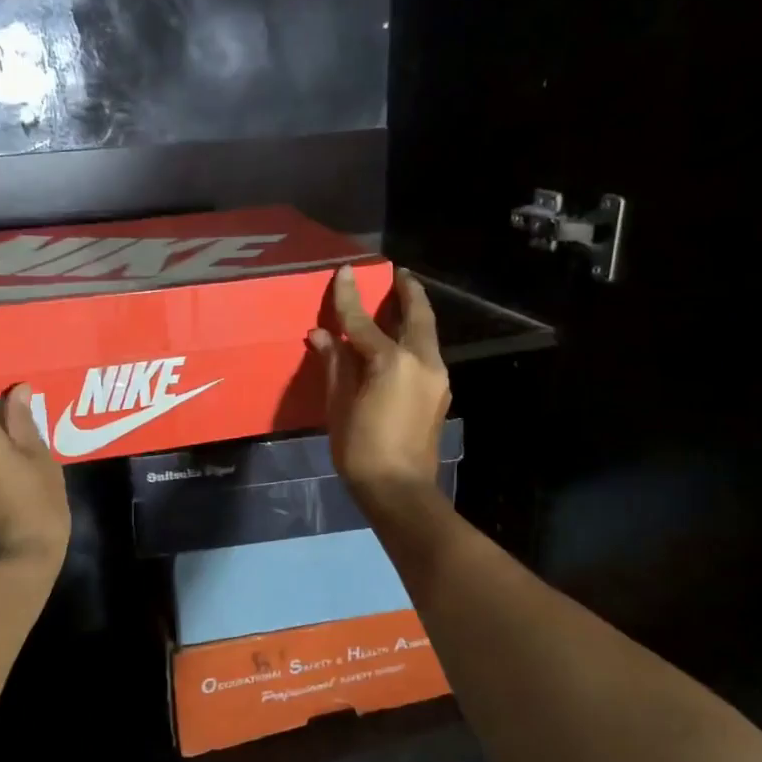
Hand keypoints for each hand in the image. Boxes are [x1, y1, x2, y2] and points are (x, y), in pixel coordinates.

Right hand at [308, 266, 450, 500]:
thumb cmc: (361, 449)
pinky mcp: (439, 393)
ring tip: (400, 301)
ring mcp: (437, 378)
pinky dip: (414, 338)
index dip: (350, 297)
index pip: (363, 322)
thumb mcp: (339, 405)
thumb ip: (335, 364)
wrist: (400, 490)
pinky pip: (426, 353)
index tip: (345, 271)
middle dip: (408, 291)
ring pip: (427, 334)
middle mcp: (422, 362)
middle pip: (417, 316)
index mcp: (392, 362)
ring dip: (415, 314)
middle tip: (398, 274)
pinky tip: (401, 341)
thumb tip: (323, 334)